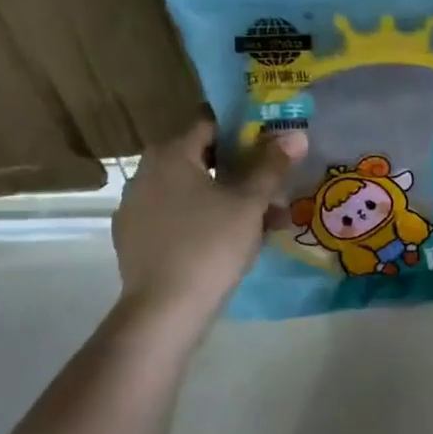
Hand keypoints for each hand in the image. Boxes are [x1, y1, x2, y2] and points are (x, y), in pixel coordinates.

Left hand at [112, 120, 306, 320]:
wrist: (165, 309)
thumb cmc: (211, 244)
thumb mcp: (249, 203)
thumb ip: (272, 166)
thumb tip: (296, 135)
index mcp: (171, 155)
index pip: (210, 124)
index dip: (245, 131)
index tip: (272, 146)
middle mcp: (146, 172)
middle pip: (202, 159)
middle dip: (241, 171)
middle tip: (274, 185)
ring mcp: (136, 207)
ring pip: (192, 191)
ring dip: (227, 198)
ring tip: (266, 220)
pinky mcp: (136, 238)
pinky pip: (178, 217)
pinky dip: (205, 220)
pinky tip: (232, 241)